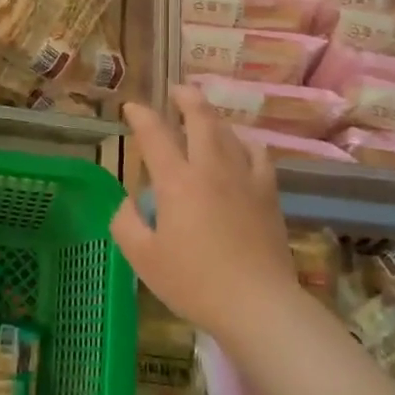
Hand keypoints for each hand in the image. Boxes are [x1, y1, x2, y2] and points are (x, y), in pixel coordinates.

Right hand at [110, 85, 302, 339]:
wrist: (257, 303)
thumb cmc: (194, 283)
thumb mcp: (143, 258)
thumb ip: (126, 224)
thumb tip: (129, 203)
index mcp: (176, 182)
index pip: (155, 135)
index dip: (141, 116)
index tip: (131, 107)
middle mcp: (211, 169)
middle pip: (201, 119)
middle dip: (186, 98)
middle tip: (176, 90)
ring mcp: (245, 178)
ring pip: (229, 133)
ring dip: (214, 117)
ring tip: (204, 115)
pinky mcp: (268, 194)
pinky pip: (259, 155)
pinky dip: (246, 143)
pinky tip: (243, 148)